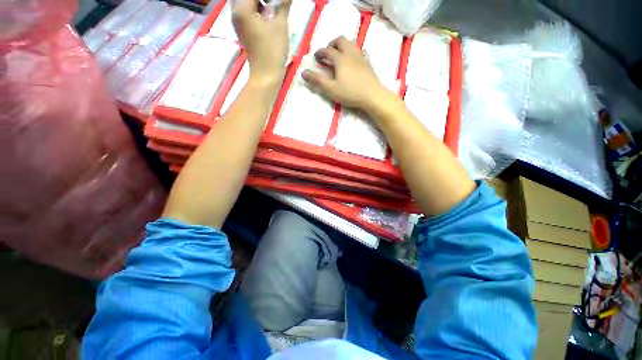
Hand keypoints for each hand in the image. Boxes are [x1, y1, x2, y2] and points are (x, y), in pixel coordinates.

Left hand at [232, 0, 290, 84]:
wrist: (266, 75)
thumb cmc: (273, 50)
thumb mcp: (280, 25)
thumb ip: (283, 5)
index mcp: (242, 8)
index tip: (280, 2)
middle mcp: (235, 13)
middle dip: (263, 0)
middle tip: (276, 4)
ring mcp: (238, 23)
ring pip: (247, 4)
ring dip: (260, 4)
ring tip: (274, 8)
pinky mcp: (243, 32)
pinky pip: (248, 13)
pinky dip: (257, 10)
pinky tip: (269, 15)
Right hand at [301, 36, 396, 112]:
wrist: (372, 96)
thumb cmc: (350, 93)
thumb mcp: (331, 89)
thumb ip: (317, 81)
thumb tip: (303, 73)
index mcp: (340, 59)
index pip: (327, 50)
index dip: (320, 52)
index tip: (315, 57)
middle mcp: (351, 53)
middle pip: (341, 40)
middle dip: (332, 44)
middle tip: (328, 53)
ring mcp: (361, 57)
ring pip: (352, 43)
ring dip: (343, 46)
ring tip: (340, 55)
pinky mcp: (368, 63)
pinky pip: (361, 51)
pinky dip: (355, 52)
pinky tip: (354, 60)